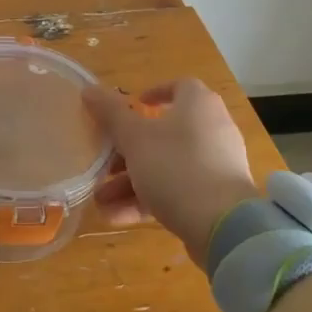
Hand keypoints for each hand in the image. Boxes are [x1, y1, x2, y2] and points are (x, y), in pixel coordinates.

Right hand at [82, 79, 260, 265]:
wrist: (222, 225)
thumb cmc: (175, 166)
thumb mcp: (134, 138)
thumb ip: (110, 113)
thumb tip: (89, 89)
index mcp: (198, 105)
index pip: (179, 87)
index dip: (153, 94)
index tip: (131, 106)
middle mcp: (212, 129)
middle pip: (164, 133)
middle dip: (127, 151)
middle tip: (103, 164)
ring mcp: (216, 164)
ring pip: (166, 166)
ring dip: (130, 181)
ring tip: (101, 200)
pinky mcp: (216, 196)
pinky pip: (177, 190)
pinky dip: (149, 199)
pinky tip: (117, 216)